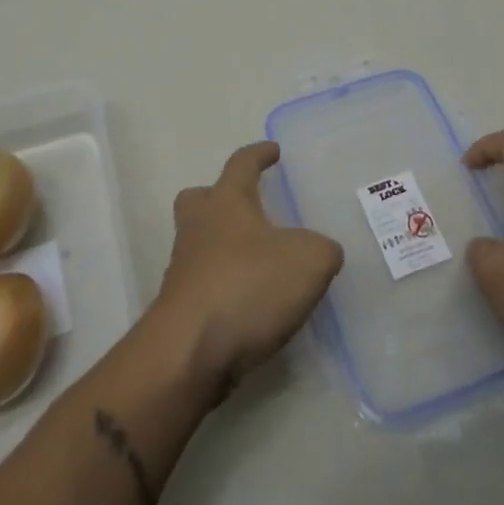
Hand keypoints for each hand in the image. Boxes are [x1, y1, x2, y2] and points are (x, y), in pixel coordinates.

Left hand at [151, 141, 343, 394]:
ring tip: (260, 264)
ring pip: (200, 243)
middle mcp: (198, 227)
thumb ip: (323, 249)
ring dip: (224, 247)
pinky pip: (204, 284)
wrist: (190, 353)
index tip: (273, 151)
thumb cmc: (249, 286)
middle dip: (218, 198)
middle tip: (246, 207)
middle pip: (199, 199)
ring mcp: (184, 269)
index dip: (259, 154)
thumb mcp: (309, 261)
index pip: (241, 164)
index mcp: (226, 201)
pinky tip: (252, 305)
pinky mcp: (180, 308)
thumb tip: (322, 251)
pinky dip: (226, 287)